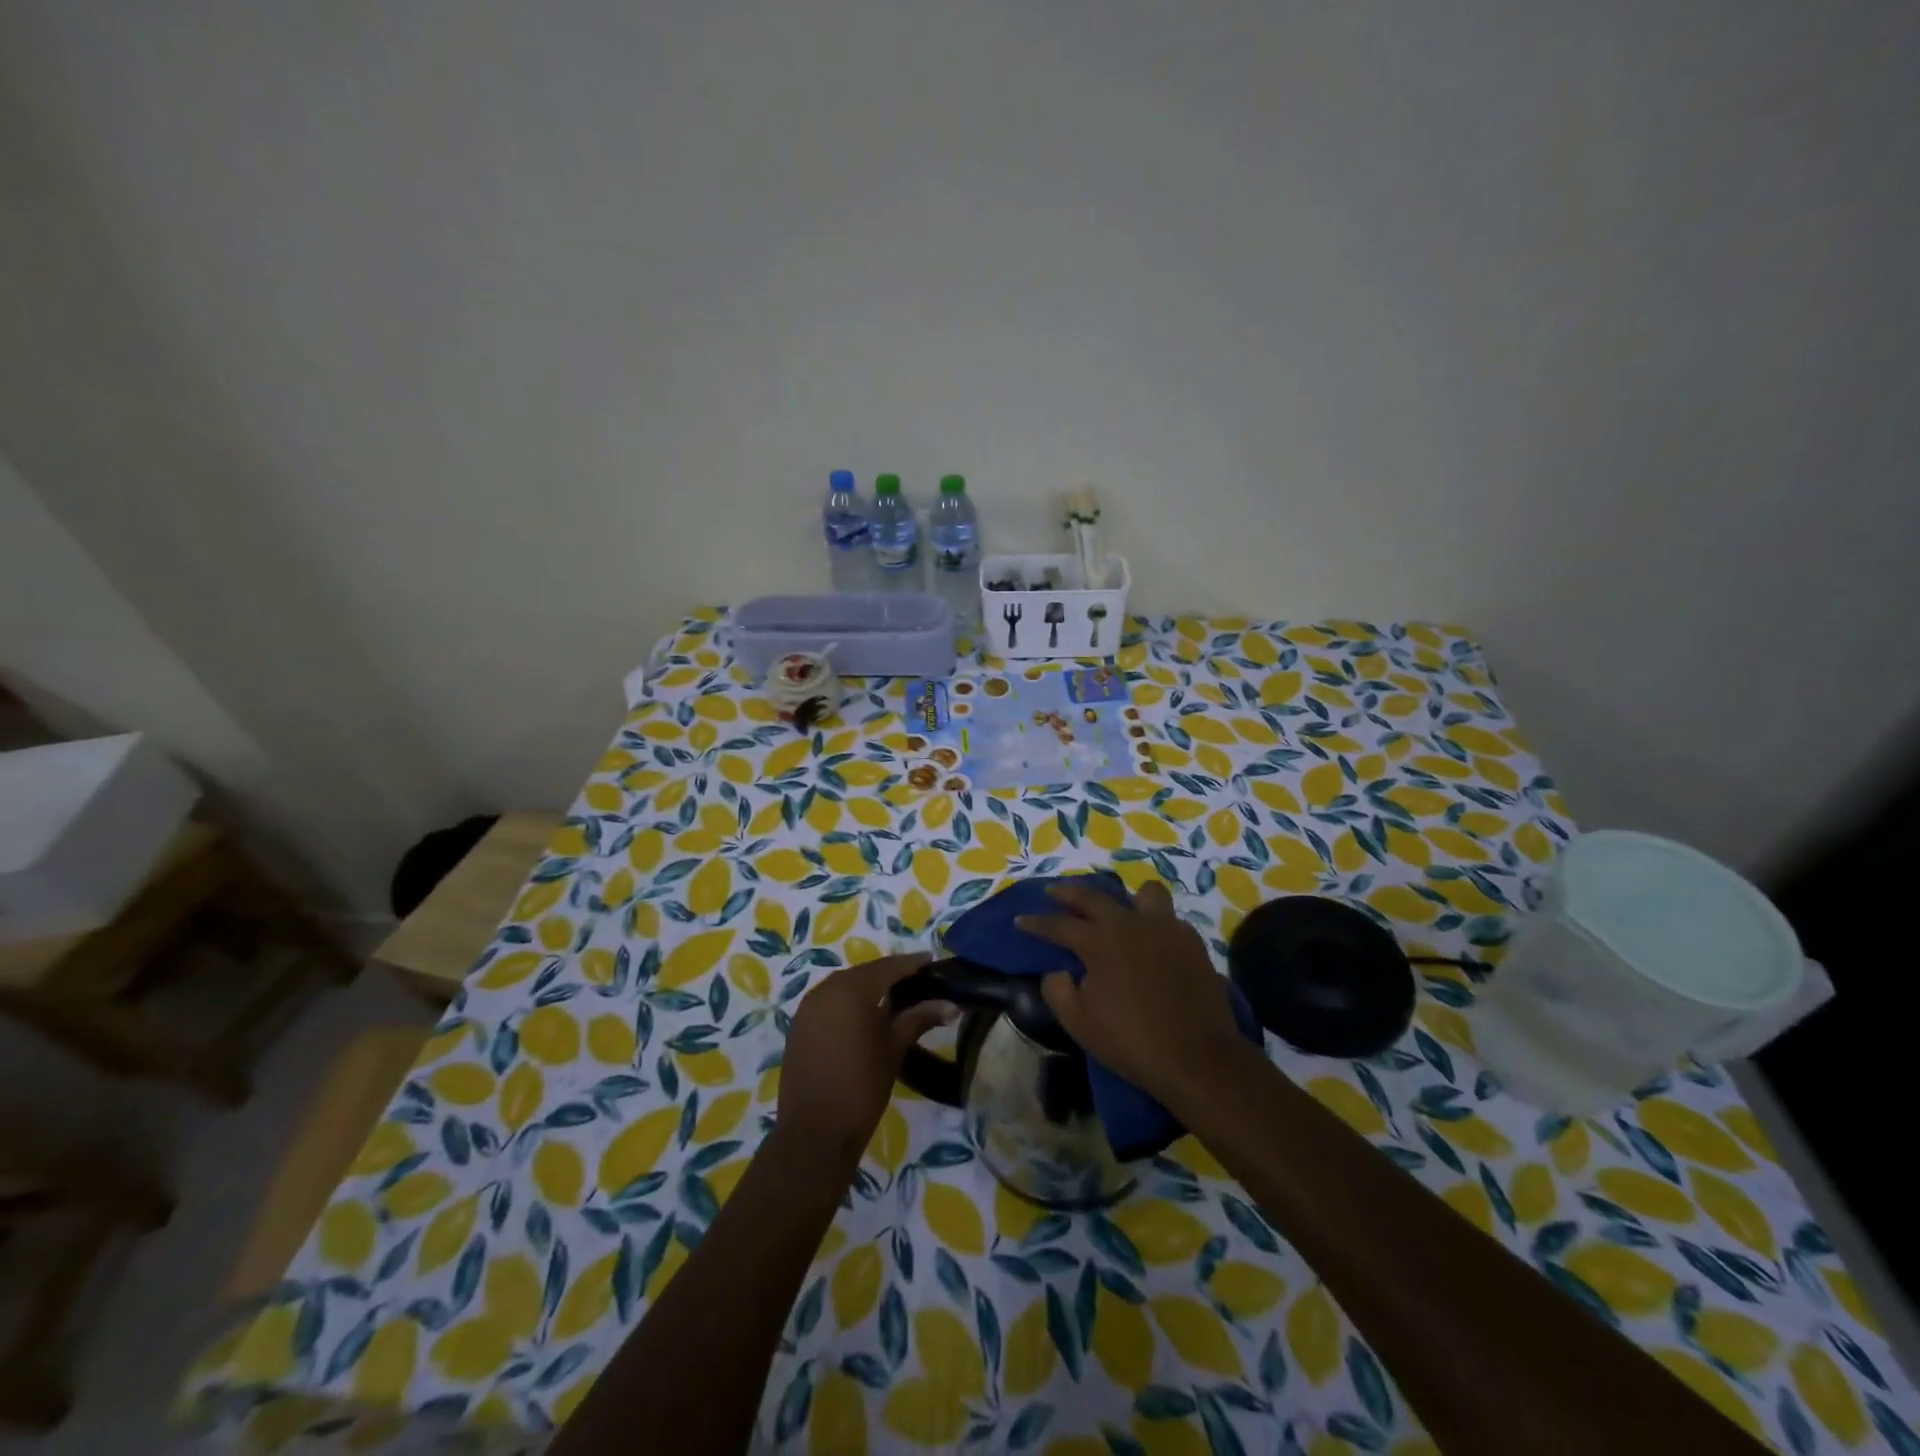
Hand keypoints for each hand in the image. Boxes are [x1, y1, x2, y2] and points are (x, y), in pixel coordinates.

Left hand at [775, 952, 950, 1165]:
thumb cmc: (862, 1087)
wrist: (814, 1133)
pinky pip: (829, 1002)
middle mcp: (826, 989)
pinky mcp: (799, 1026)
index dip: (911, 963)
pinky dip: (848, 1002)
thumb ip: (919, 1018)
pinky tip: (864, 1015)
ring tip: (894, 996)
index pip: (888, 967)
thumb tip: (951, 1004)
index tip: (932, 960)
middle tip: (917, 979)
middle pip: (865, 973)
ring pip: (845, 986)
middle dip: (890, 974)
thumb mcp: (894, 1048)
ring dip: (868, 987)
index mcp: (851, 989)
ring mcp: (808, 1007)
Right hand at [1018, 880, 1246, 1103]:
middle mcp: (1130, 924)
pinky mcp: (1191, 941)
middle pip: (1093, 896)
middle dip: (1068, 893)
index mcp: (1100, 942)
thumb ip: (1058, 990)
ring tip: (1117, 911)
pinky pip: (1168, 919)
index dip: (1036, 922)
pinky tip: (1151, 942)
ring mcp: (1165, 928)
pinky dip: (1154, 924)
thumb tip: (1057, 971)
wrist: (1198, 1058)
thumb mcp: (1079, 1024)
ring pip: (1143, 893)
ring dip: (1125, 899)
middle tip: (1052, 893)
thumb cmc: (1132, 1042)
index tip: (1019, 921)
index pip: (1059, 924)